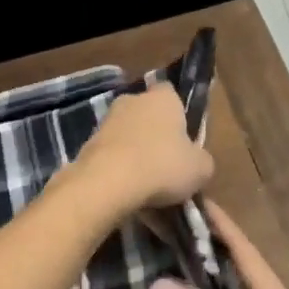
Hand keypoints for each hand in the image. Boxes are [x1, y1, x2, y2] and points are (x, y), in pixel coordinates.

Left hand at [70, 84, 214, 211]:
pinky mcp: (87, 145)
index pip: (171, 93)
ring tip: (147, 189)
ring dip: (135, 156)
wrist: (108, 182)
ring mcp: (106, 122)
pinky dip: (119, 172)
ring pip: (127, 138)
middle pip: (147, 116)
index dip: (178, 114)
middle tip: (167, 166)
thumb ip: (201, 160)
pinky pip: (111, 157)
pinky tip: (128, 195)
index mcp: (162, 97)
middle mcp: (132, 101)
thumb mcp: (201, 168)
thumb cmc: (163, 166)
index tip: (183, 138)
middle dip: (155, 136)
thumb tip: (196, 162)